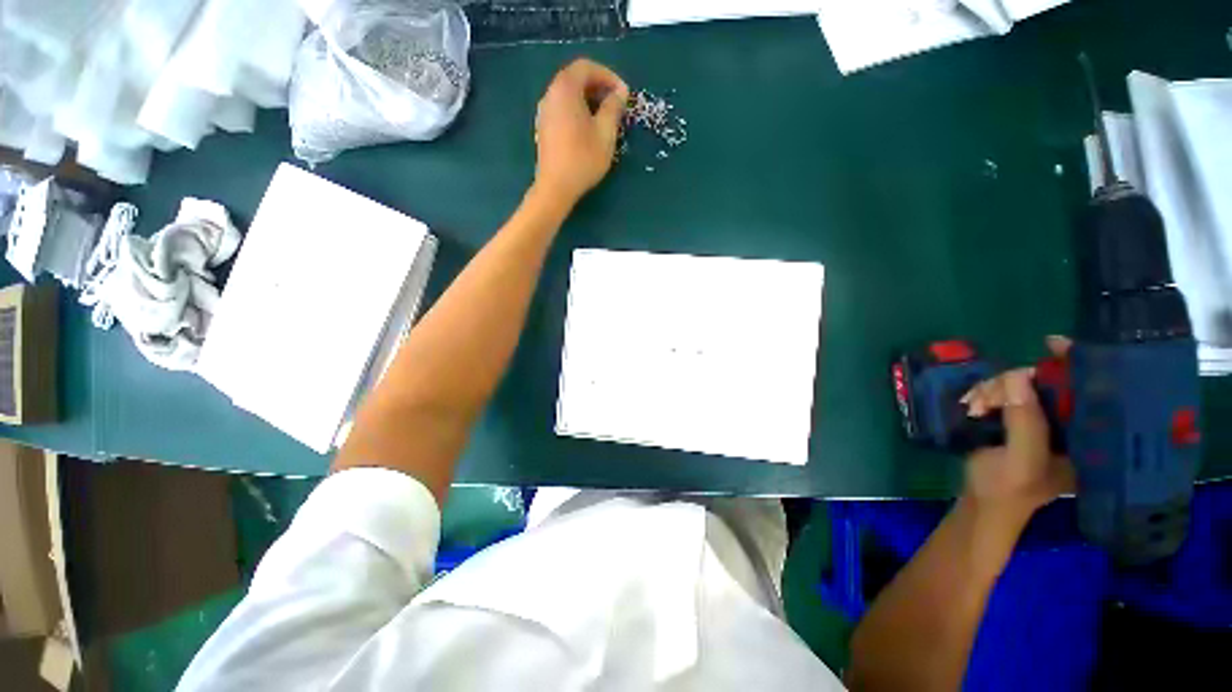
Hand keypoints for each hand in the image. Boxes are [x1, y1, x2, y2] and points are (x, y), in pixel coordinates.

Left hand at [533, 59, 628, 206]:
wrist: (556, 187)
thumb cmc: (583, 159)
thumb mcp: (605, 133)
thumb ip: (613, 108)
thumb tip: (619, 93)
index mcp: (565, 89)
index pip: (586, 67)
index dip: (608, 75)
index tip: (623, 93)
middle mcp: (550, 95)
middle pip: (575, 79)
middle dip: (598, 87)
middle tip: (616, 104)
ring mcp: (544, 112)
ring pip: (568, 96)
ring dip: (588, 100)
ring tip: (605, 118)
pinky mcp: (544, 129)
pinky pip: (562, 110)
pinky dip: (578, 111)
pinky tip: (589, 130)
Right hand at [960, 336, 1075, 519]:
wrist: (981, 505)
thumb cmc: (1008, 491)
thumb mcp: (1021, 461)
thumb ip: (1025, 423)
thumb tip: (1017, 377)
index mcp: (1087, 439)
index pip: (1089, 393)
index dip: (1076, 366)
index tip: (1052, 344)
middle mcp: (1069, 425)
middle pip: (1049, 384)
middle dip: (1014, 383)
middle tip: (986, 398)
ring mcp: (1042, 422)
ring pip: (1021, 386)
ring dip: (993, 391)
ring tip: (974, 407)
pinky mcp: (1018, 420)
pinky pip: (1004, 393)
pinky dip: (986, 394)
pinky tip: (973, 404)